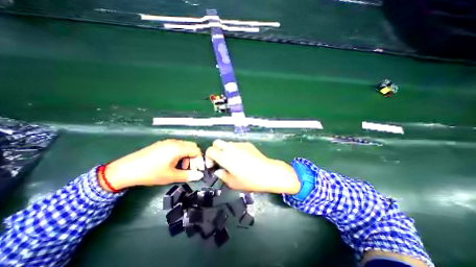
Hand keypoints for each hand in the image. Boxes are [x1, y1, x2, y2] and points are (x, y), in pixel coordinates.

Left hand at [101, 139, 204, 191]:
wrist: (125, 169)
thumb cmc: (151, 173)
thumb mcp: (170, 176)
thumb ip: (187, 175)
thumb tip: (200, 176)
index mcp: (178, 148)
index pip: (196, 150)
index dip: (200, 160)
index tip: (198, 170)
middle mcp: (175, 142)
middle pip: (192, 146)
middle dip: (194, 157)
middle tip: (190, 168)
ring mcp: (167, 142)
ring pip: (185, 146)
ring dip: (187, 155)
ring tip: (181, 166)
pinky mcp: (162, 143)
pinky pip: (177, 146)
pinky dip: (180, 153)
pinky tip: (173, 162)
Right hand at [204, 139, 300, 193]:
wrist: (269, 172)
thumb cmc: (251, 180)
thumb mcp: (234, 183)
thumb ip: (222, 176)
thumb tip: (218, 171)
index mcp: (225, 157)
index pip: (210, 150)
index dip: (208, 157)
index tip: (212, 166)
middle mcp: (231, 148)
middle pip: (217, 142)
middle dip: (215, 150)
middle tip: (219, 160)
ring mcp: (240, 144)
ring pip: (227, 143)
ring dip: (225, 150)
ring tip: (232, 160)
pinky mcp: (248, 144)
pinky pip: (237, 144)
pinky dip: (235, 149)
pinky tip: (242, 158)